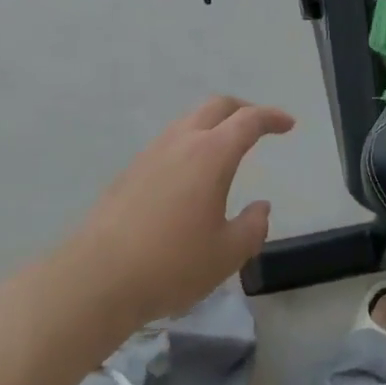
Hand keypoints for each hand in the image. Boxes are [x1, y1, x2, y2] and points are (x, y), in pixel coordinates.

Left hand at [59, 96, 294, 326]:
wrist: (97, 278)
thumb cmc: (172, 264)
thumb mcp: (227, 254)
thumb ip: (253, 227)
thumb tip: (260, 208)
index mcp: (211, 154)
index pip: (248, 120)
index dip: (272, 118)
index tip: (288, 125)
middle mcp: (181, 142)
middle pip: (216, 107)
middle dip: (243, 110)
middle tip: (260, 126)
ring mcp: (151, 154)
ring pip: (188, 121)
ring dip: (213, 125)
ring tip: (226, 149)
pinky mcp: (130, 172)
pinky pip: (169, 142)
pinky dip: (190, 143)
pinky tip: (191, 176)